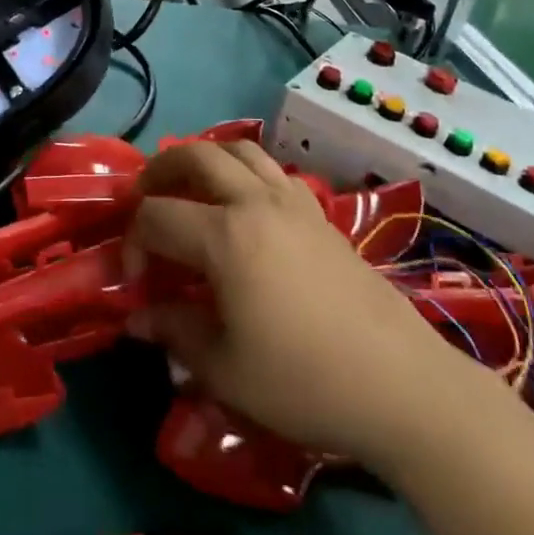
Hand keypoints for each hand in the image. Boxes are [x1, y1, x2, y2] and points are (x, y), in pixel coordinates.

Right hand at [125, 141, 446, 457]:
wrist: (400, 384)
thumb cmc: (304, 381)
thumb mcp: (225, 369)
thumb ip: (174, 332)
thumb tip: (136, 317)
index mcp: (224, 236)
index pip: (157, 216)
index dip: (133, 240)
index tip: (136, 280)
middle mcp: (255, 202)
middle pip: (196, 156)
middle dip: (160, 169)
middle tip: (143, 196)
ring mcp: (292, 202)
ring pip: (239, 149)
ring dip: (205, 158)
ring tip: (190, 187)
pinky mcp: (320, 214)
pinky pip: (273, 170)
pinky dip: (246, 171)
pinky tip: (246, 206)